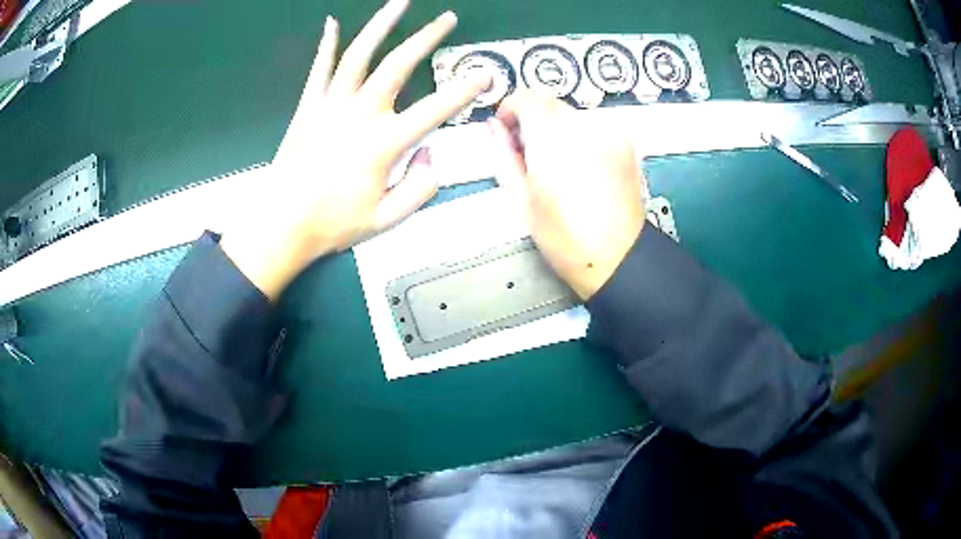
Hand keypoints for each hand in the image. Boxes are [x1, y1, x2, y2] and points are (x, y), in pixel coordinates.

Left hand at [222, 0, 488, 298]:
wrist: (282, 225)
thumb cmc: (333, 224)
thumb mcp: (387, 220)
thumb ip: (420, 187)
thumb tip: (430, 153)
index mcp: (383, 143)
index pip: (435, 109)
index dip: (465, 90)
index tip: (486, 74)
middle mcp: (359, 114)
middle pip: (398, 64)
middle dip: (427, 38)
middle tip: (447, 18)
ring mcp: (330, 105)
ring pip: (359, 55)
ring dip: (381, 25)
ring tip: (400, 3)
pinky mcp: (308, 107)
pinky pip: (319, 68)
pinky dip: (326, 44)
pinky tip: (332, 23)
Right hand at [489, 91, 645, 299]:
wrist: (618, 256)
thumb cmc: (564, 237)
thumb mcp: (522, 200)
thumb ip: (504, 155)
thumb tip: (494, 127)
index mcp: (553, 143)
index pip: (527, 99)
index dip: (511, 107)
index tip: (506, 127)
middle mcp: (583, 128)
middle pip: (550, 103)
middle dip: (533, 118)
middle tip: (527, 149)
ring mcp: (609, 133)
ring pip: (572, 114)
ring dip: (557, 127)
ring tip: (556, 162)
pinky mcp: (625, 143)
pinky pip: (594, 127)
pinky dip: (580, 136)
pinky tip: (581, 165)